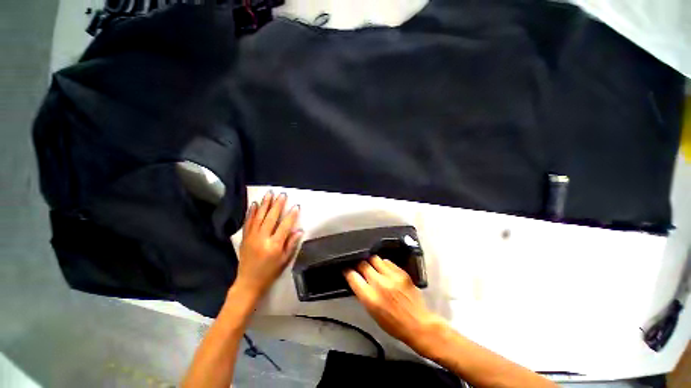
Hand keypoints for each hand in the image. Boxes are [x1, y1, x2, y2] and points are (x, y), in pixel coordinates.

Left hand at [234, 191, 301, 299]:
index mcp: (274, 245)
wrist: (248, 282)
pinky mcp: (244, 238)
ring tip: (269, 194)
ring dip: (264, 204)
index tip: (296, 206)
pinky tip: (254, 204)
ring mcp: (251, 237)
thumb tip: (299, 230)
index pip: (285, 226)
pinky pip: (248, 222)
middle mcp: (262, 238)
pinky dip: (251, 212)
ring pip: (258, 217)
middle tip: (282, 194)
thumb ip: (291, 244)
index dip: (291, 215)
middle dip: (277, 205)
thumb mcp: (285, 260)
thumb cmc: (270, 272)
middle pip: (271, 218)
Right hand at [344, 256, 441, 348]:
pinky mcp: (401, 272)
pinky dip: (383, 264)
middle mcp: (379, 283)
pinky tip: (384, 268)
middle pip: (363, 264)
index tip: (346, 269)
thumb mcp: (372, 312)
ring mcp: (391, 276)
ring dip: (370, 262)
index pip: (353, 277)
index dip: (347, 271)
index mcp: (370, 297)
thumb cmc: (393, 324)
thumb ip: (363, 294)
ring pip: (374, 259)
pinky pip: (387, 261)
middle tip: (358, 265)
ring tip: (371, 265)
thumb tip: (357, 280)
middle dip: (358, 264)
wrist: (418, 324)